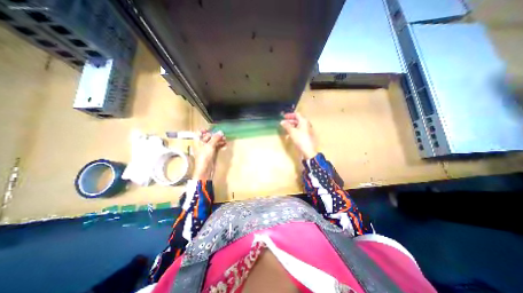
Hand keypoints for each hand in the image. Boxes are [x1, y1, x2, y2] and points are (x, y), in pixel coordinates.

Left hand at [192, 129, 224, 178]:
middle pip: (208, 137)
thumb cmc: (204, 157)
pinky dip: (221, 145)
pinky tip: (225, 145)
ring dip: (219, 140)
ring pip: (214, 142)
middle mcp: (202, 144)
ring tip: (225, 139)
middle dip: (215, 135)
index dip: (205, 130)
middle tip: (222, 135)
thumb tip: (221, 132)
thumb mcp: (210, 145)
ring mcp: (207, 149)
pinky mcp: (212, 153)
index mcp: (197, 141)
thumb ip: (215, 138)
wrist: (206, 169)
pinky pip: (217, 147)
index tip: (213, 129)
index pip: (199, 133)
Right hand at [279, 112, 315, 158]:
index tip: (283, 117)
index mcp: (304, 121)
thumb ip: (287, 126)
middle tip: (283, 123)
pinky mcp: (307, 136)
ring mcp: (307, 130)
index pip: (297, 114)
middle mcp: (307, 124)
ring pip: (299, 126)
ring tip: (286, 129)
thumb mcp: (292, 132)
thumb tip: (282, 121)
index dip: (290, 115)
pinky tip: (290, 134)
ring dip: (292, 126)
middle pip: (298, 120)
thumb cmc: (300, 139)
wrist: (309, 151)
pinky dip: (295, 130)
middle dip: (290, 121)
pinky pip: (300, 130)